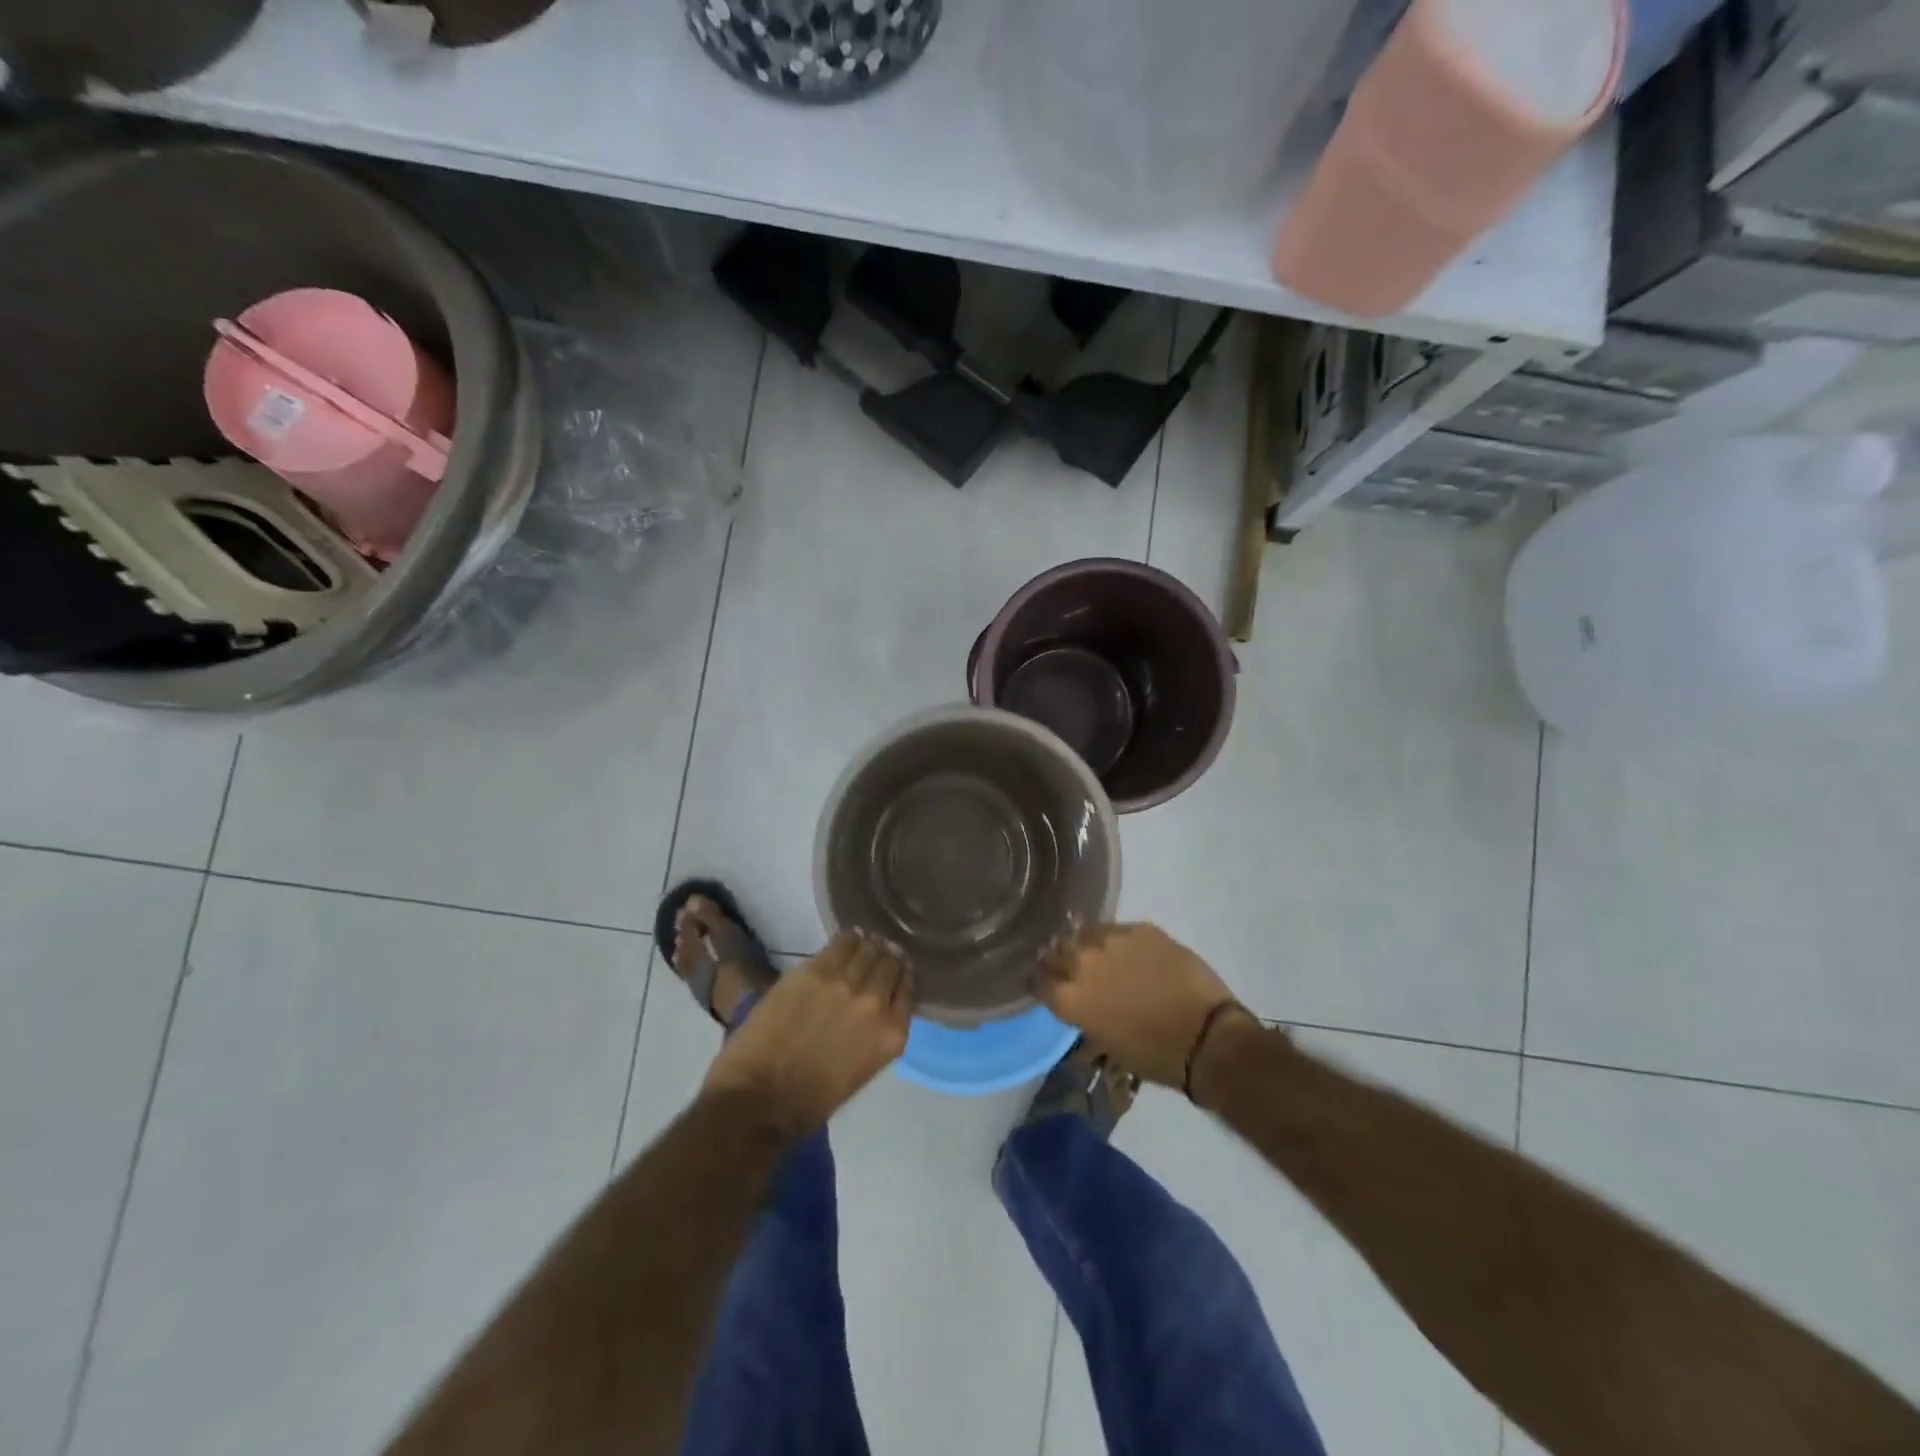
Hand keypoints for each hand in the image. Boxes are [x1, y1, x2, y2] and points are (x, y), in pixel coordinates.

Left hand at [704, 930, 913, 1136]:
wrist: (759, 1099)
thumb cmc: (809, 1100)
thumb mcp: (861, 1070)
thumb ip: (875, 1034)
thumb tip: (876, 1006)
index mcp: (891, 1036)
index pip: (907, 989)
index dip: (902, 976)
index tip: (897, 970)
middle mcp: (875, 1004)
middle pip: (890, 964)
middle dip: (887, 959)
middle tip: (880, 954)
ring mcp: (845, 984)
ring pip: (868, 948)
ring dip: (868, 946)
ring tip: (863, 944)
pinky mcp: (815, 971)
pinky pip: (841, 942)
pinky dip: (847, 939)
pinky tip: (847, 938)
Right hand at [1035, 923, 1238, 1087]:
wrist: (1206, 1036)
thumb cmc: (1154, 1055)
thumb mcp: (1106, 1043)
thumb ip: (1085, 1013)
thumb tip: (1082, 1000)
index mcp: (1070, 997)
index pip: (1037, 980)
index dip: (1040, 982)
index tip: (1047, 984)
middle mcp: (1082, 962)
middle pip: (1056, 950)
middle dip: (1059, 958)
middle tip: (1072, 967)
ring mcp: (1112, 940)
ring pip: (1085, 932)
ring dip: (1087, 944)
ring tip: (1101, 953)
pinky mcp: (1141, 928)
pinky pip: (1119, 930)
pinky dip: (1119, 940)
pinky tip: (1133, 952)